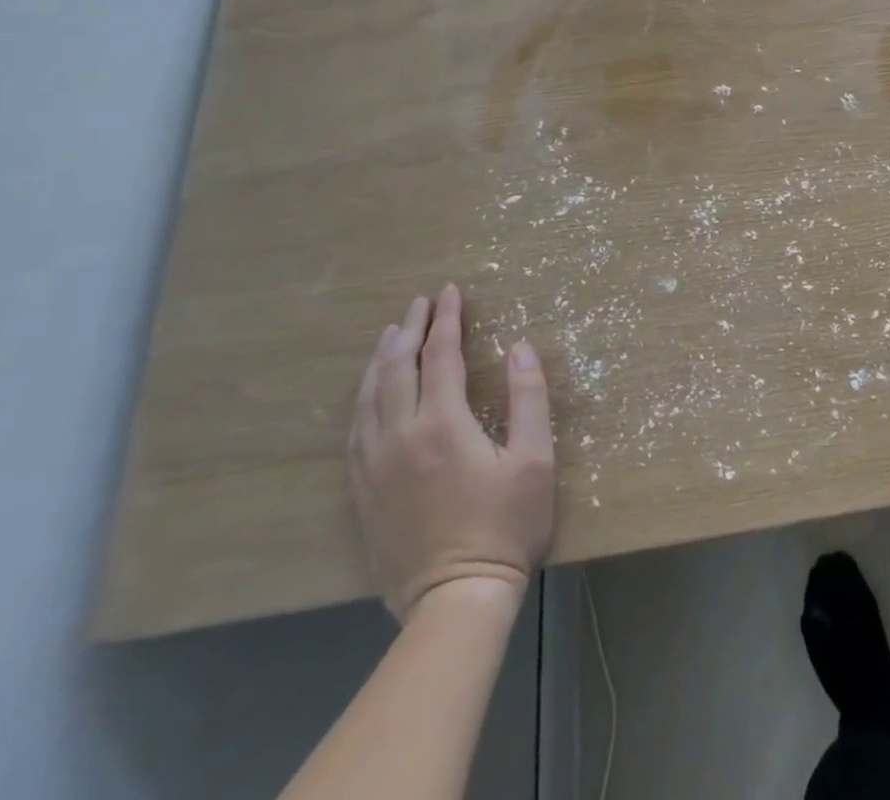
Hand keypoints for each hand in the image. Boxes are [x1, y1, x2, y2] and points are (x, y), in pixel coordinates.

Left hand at [349, 284, 554, 620]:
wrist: (455, 598)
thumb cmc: (505, 524)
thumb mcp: (534, 458)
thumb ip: (528, 397)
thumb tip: (521, 347)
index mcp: (443, 424)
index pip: (441, 356)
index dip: (447, 320)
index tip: (451, 291)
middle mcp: (400, 436)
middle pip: (397, 369)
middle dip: (409, 329)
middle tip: (420, 303)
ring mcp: (375, 465)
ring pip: (369, 397)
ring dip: (382, 359)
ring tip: (391, 334)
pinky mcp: (363, 491)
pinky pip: (356, 430)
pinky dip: (364, 398)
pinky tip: (370, 392)